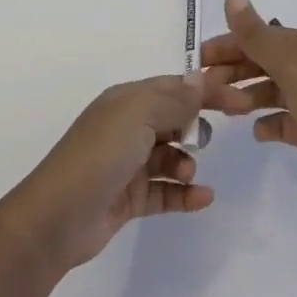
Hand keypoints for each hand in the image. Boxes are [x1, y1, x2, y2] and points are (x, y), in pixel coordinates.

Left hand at [3, 75, 220, 270]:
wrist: (56, 218)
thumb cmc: (99, 156)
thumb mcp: (138, 115)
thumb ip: (174, 99)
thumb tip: (200, 79)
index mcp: (126, 101)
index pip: (173, 87)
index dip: (206, 91)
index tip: (240, 101)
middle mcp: (126, 128)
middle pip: (172, 119)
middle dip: (195, 125)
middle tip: (217, 136)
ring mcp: (127, 165)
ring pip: (169, 157)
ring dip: (186, 163)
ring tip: (187, 173)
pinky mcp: (128, 199)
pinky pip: (164, 191)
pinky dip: (184, 194)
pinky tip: (203, 198)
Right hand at [200, 0, 296, 215]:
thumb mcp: (292, 68)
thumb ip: (258, 35)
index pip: (262, 37)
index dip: (230, 45)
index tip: (198, 60)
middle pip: (265, 62)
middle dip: (234, 71)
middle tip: (202, 88)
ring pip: (272, 91)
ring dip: (247, 96)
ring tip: (224, 110)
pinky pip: (286, 120)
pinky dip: (269, 123)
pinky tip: (257, 131)